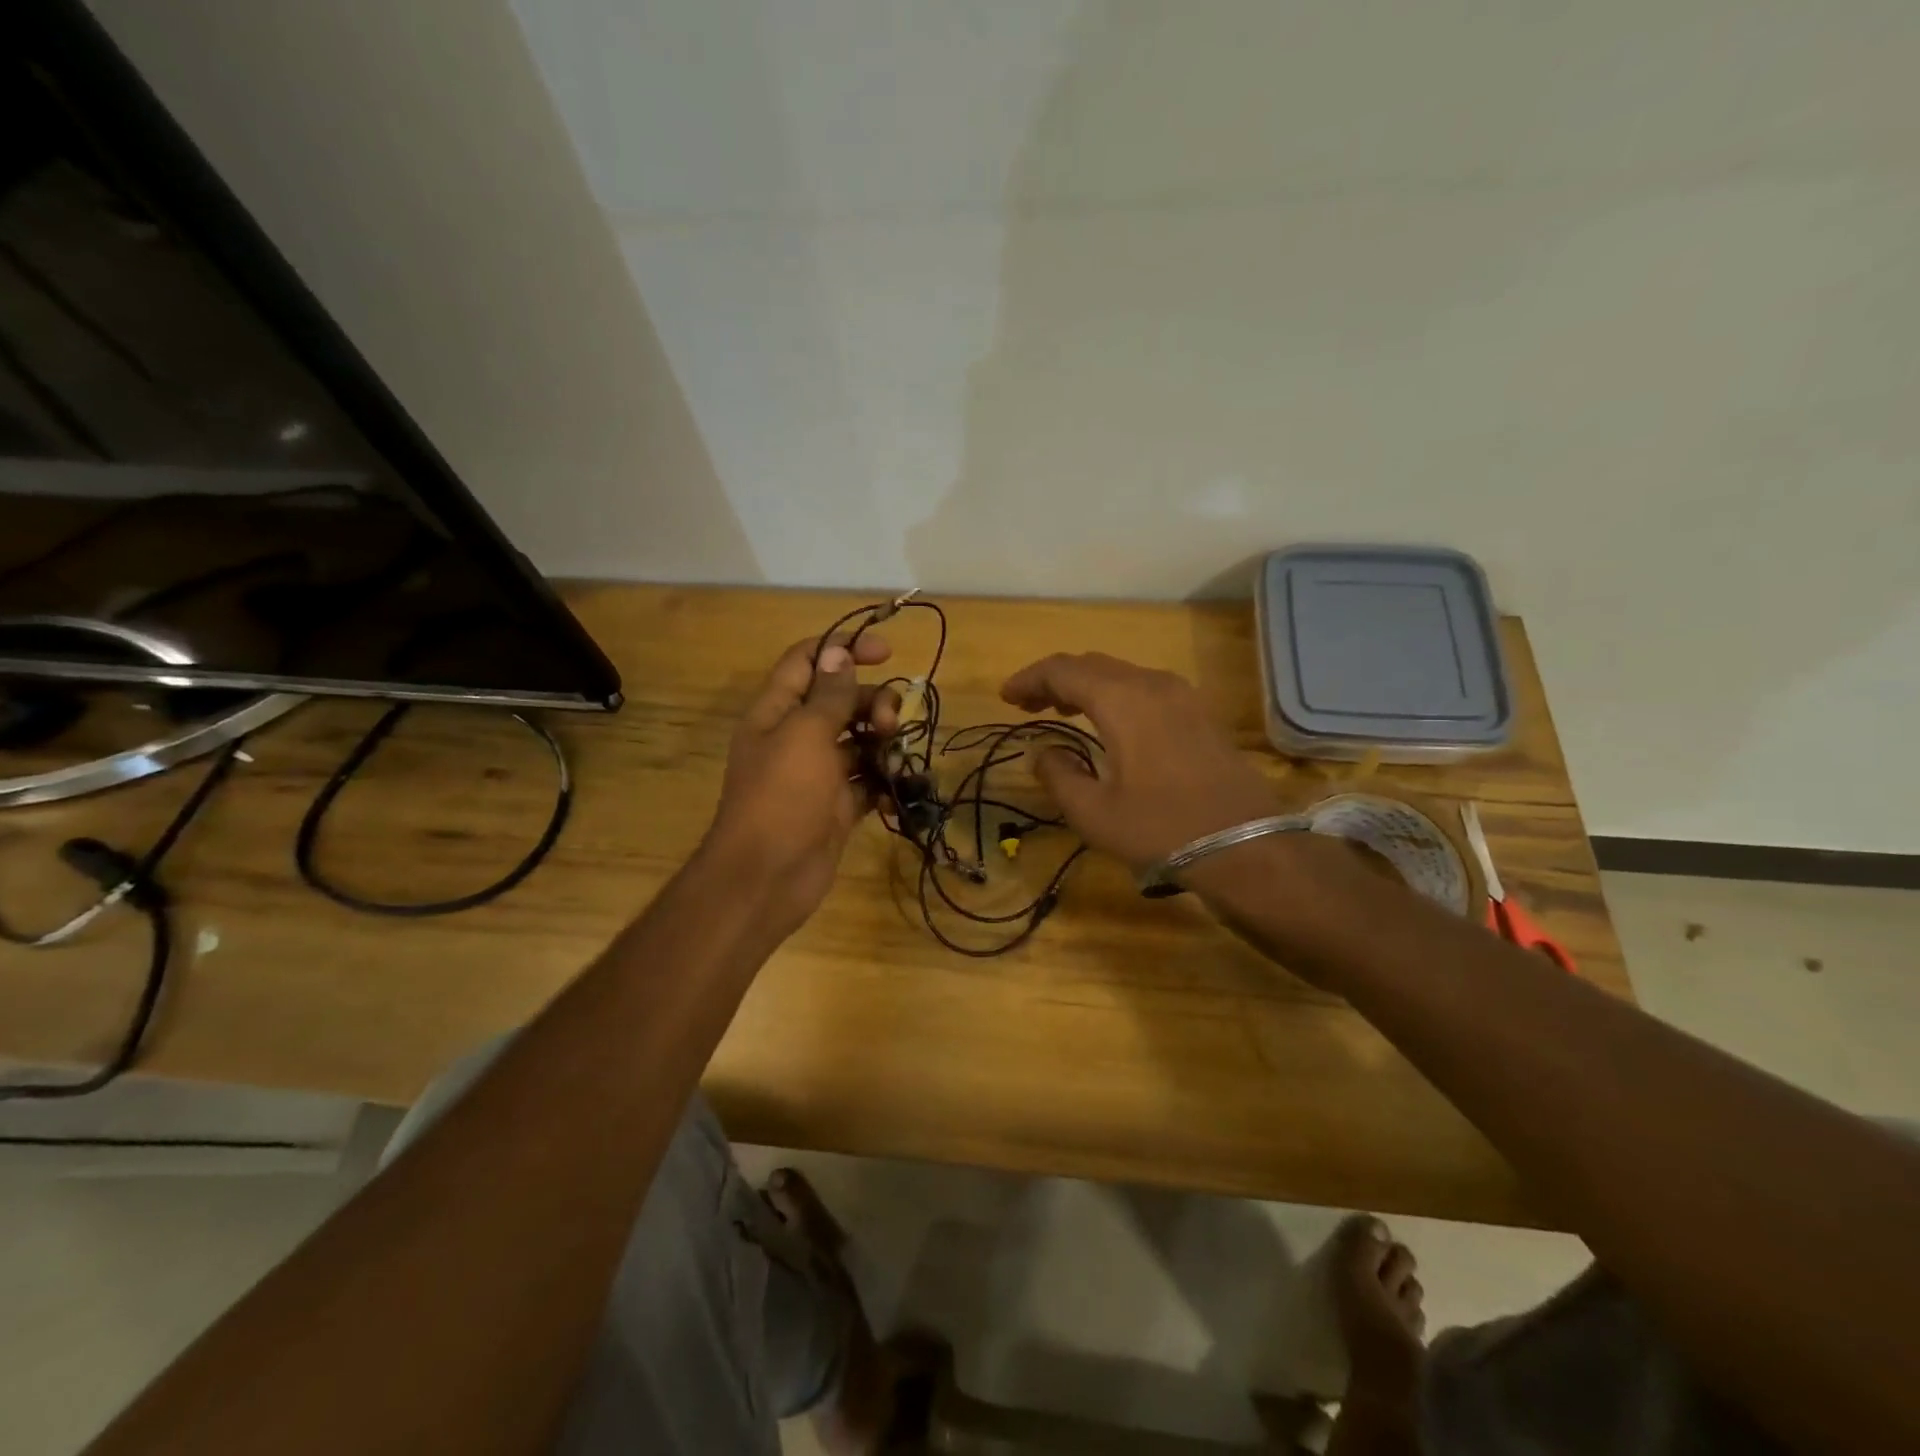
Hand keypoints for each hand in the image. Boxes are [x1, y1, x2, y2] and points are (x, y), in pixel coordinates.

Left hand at [704, 634, 898, 939]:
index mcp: (776, 712)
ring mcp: (817, 774)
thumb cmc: (782, 796)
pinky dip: (883, 781)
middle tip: (888, 724)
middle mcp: (795, 737)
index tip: (887, 652)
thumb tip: (839, 652)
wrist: (768, 878)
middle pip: (840, 701)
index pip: (807, 662)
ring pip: (858, 740)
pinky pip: (866, 781)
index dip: (843, 649)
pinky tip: (899, 787)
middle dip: (872, 702)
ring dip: (882, 742)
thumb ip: (828, 694)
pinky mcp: (836, 806)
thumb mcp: (805, 734)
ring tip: (894, 758)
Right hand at [1000, 652, 1280, 872]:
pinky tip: (1108, 721)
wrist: (1246, 846)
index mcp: (1122, 700)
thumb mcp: (1093, 812)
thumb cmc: (1161, 829)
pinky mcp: (1199, 713)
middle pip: (1092, 665)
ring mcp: (1182, 695)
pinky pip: (1145, 688)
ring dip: (1086, 686)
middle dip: (1055, 679)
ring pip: (1121, 674)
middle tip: (1027, 704)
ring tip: (1060, 710)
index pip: (1063, 670)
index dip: (1029, 678)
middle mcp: (1152, 684)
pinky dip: (1114, 695)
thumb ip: (1057, 775)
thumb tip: (1043, 750)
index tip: (1005, 696)